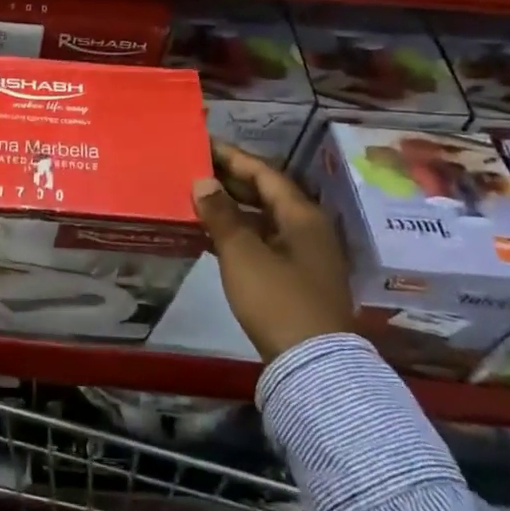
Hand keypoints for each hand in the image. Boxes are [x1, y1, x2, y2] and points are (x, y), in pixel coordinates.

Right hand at [193, 144, 354, 360]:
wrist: (313, 365)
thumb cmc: (277, 299)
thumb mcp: (242, 253)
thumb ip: (221, 215)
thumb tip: (203, 182)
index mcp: (302, 215)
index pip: (264, 173)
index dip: (233, 158)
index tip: (204, 145)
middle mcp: (308, 229)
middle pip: (267, 194)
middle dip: (231, 181)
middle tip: (196, 168)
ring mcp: (305, 256)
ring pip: (264, 219)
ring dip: (233, 208)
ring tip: (198, 199)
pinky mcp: (297, 280)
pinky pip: (264, 242)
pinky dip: (239, 234)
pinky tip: (212, 236)